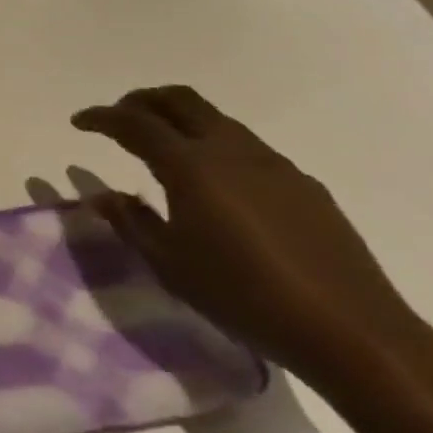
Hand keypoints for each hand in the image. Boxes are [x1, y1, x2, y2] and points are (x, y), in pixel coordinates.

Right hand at [72, 86, 425, 384]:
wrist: (353, 332)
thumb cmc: (244, 297)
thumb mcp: (170, 265)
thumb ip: (131, 221)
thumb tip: (102, 194)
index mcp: (191, 166)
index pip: (134, 123)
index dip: (101, 117)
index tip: (79, 122)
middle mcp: (231, 150)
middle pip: (179, 100)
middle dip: (141, 101)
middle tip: (118, 118)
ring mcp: (273, 164)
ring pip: (216, 119)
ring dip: (180, 119)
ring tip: (162, 146)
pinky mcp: (304, 185)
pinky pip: (247, 147)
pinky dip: (215, 145)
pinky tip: (216, 184)